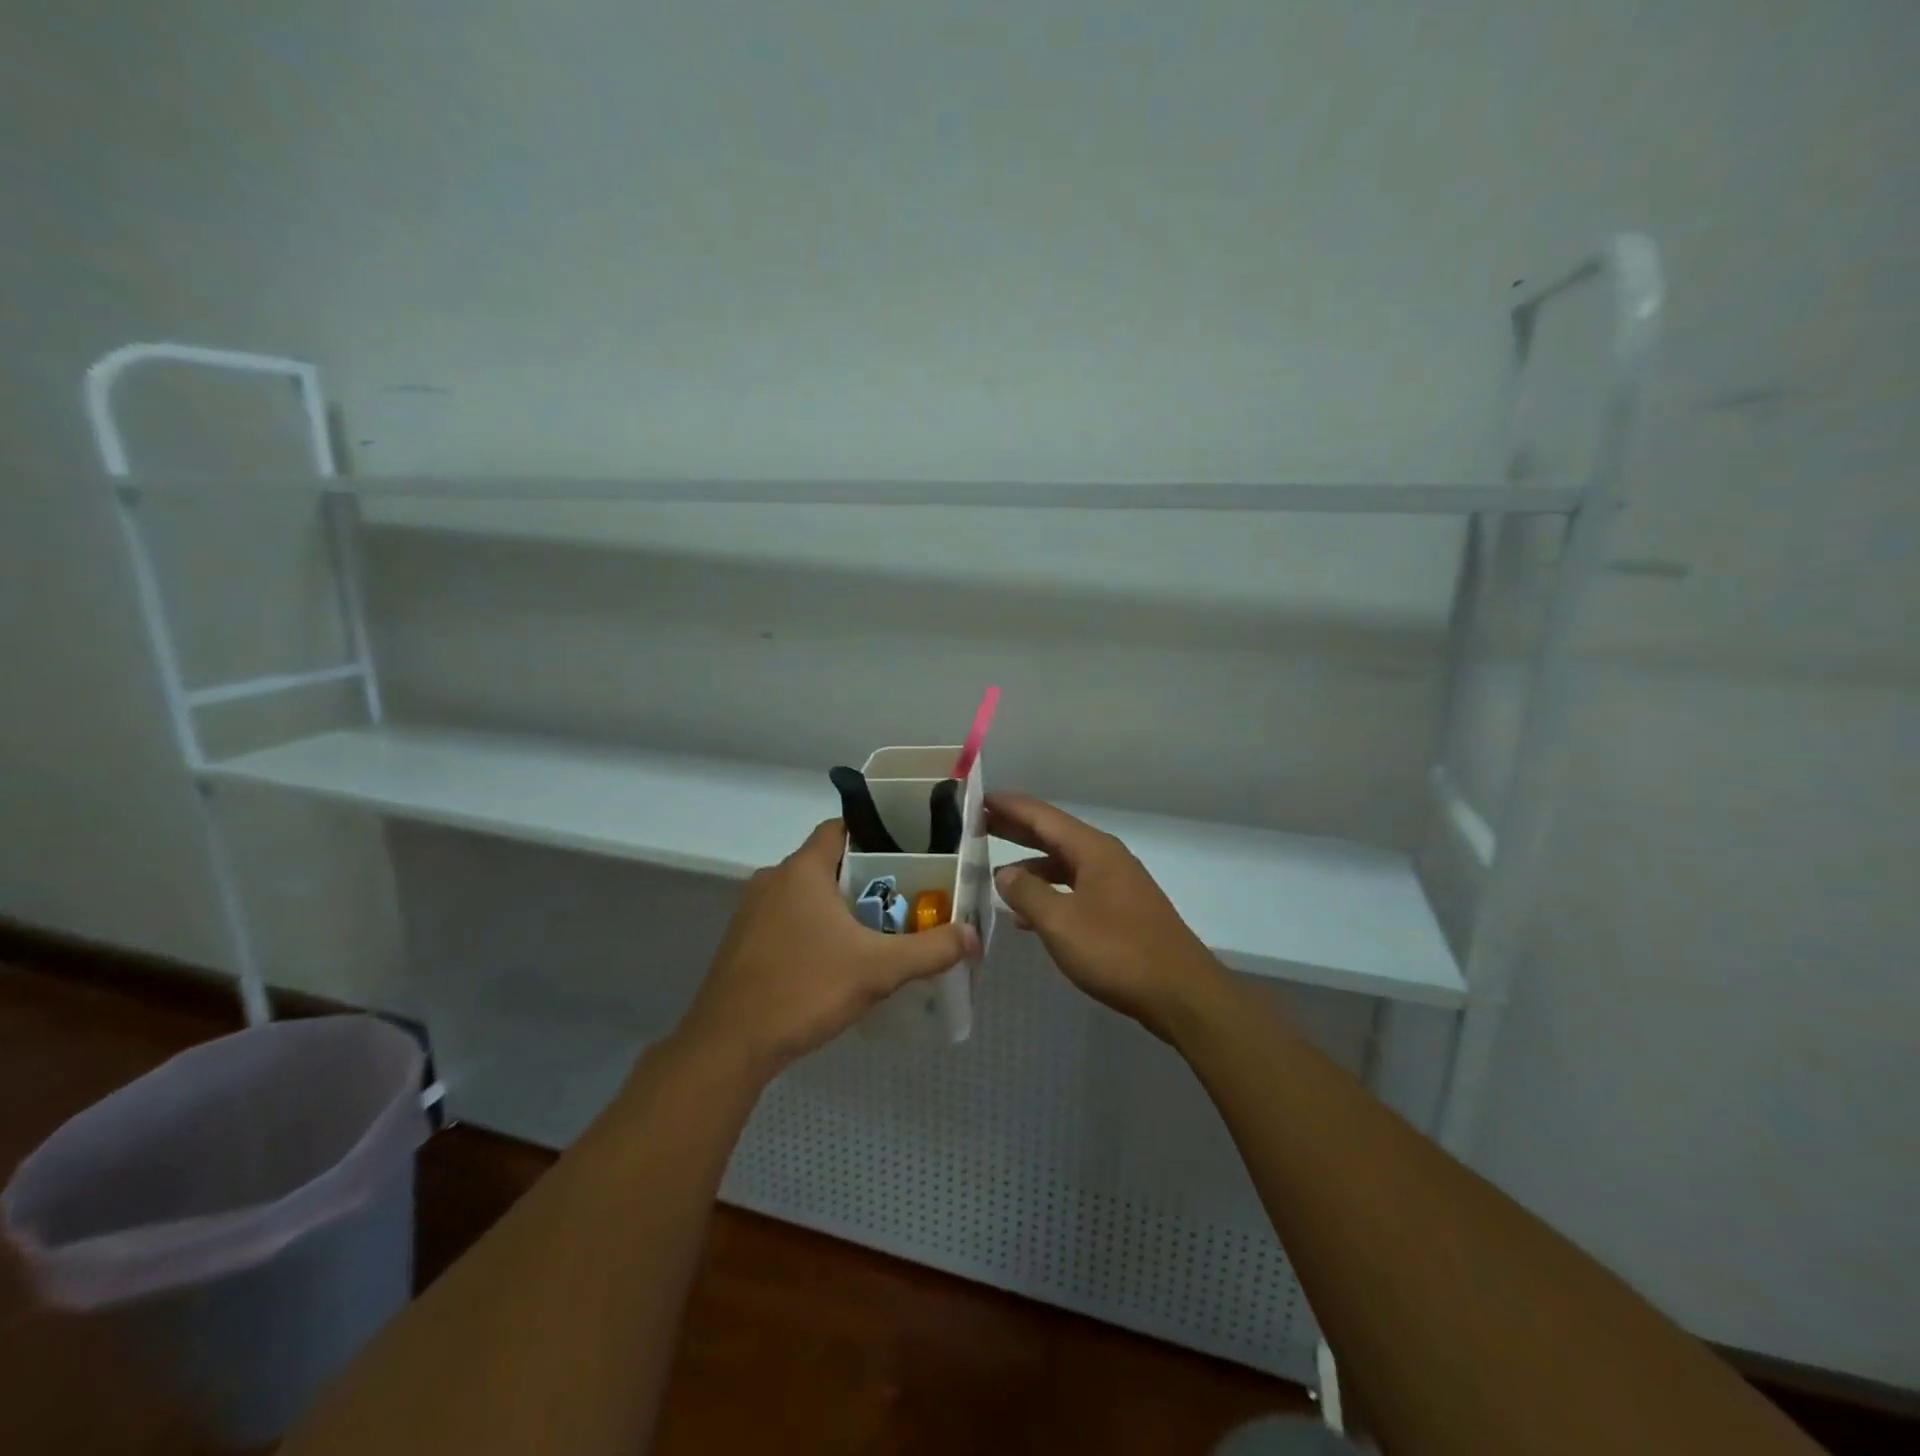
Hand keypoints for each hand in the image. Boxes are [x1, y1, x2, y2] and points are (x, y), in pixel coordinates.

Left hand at [674, 819, 980, 1083]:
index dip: (874, 834)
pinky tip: (833, 960)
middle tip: (903, 898)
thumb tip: (974, 935)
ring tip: (875, 929)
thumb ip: (930, 949)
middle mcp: (772, 878)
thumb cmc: (804, 989)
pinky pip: (786, 918)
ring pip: (805, 893)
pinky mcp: (741, 940)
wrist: (729, 1045)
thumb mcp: (878, 969)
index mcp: (802, 869)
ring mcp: (751, 910)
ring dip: (836, 905)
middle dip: (863, 877)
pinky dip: (811, 927)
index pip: (840, 828)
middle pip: (826, 862)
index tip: (907, 854)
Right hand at [988, 792, 1227, 1041]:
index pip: (1042, 815)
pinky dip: (1049, 893)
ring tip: (995, 874)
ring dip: (1031, 866)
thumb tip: (1003, 873)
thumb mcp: (1060, 922)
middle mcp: (1105, 858)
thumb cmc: (1117, 951)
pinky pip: (1075, 889)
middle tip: (976, 824)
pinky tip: (1028, 915)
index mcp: (1092, 849)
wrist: (1180, 993)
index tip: (976, 797)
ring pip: (1064, 864)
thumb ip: (1028, 893)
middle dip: (1016, 829)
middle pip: (1053, 834)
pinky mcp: (1120, 911)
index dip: (1008, 805)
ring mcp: (1116, 884)